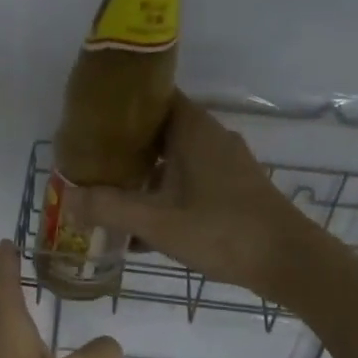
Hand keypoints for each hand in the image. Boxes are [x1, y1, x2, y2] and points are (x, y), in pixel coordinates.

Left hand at [0, 241, 122, 357]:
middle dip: (20, 296)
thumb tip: (106, 356)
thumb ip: (102, 356)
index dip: (6, 262)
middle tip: (38, 280)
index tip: (6, 242)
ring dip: (36, 339)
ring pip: (17, 351)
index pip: (4, 286)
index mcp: (8, 336)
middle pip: (7, 317)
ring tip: (64, 340)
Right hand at [65, 92, 319, 299]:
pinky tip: (143, 228)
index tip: (90, 121)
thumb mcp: (158, 222)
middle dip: (124, 147)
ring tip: (108, 195)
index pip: (153, 97)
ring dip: (144, 175)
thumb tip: (69, 198)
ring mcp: (225, 164)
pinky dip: (165, 195)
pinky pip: (188, 181)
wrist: (288, 261)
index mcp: (193, 130)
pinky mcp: (233, 189)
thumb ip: (110, 208)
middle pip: (159, 130)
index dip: (121, 106)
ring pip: (173, 159)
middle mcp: (210, 138)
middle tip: (90, 163)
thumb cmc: (222, 231)